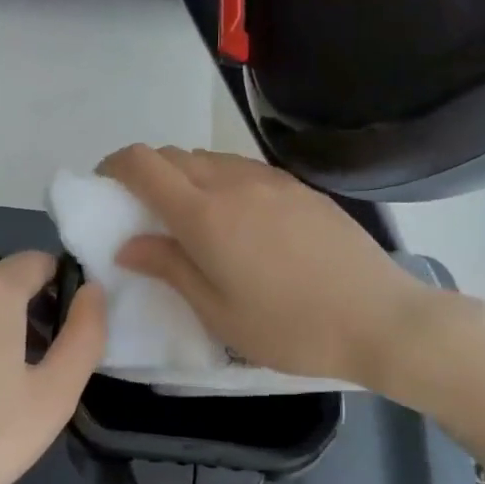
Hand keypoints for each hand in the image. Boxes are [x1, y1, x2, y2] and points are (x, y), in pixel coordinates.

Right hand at [98, 144, 445, 385]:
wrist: (380, 319)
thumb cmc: (289, 327)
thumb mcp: (218, 311)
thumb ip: (169, 267)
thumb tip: (129, 244)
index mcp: (205, 215)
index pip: (144, 164)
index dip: (114, 166)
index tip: (103, 186)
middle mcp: (234, 183)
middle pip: (175, 155)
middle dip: (147, 173)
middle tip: (142, 212)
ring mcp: (272, 181)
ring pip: (211, 159)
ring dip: (186, 177)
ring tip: (189, 219)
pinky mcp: (300, 188)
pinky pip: (244, 170)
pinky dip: (221, 182)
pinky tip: (237, 221)